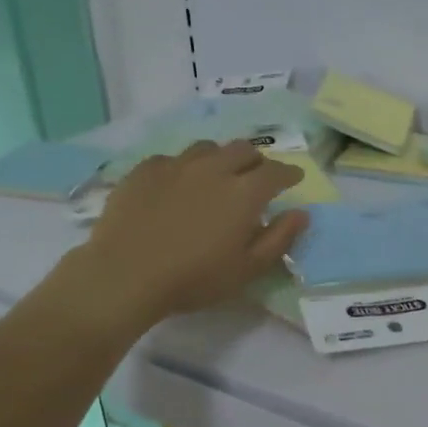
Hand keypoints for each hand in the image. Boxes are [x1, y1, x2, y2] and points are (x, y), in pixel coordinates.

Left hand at [74, 140, 306, 324]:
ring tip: (217, 175)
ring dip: (220, 158)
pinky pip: (172, 158)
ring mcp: (176, 165)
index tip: (295, 179)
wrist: (125, 274)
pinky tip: (178, 183)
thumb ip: (279, 238)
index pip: (276, 172)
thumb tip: (301, 213)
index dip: (289, 174)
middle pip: (243, 149)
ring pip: (207, 148)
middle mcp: (214, 168)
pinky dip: (184, 167)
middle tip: (256, 177)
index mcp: (244, 192)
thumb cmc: (194, 278)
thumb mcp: (247, 269)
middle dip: (256, 160)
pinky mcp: (145, 170)